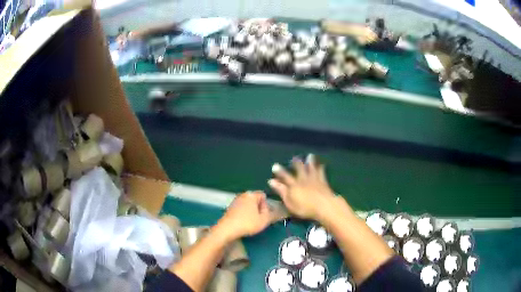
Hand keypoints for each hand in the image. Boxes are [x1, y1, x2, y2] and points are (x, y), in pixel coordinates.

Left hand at [216, 191, 279, 241]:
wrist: (227, 229)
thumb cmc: (247, 223)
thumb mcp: (264, 220)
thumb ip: (273, 215)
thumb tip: (281, 211)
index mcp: (251, 194)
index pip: (263, 196)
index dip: (266, 206)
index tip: (264, 215)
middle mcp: (242, 195)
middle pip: (255, 200)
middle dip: (259, 209)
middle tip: (259, 220)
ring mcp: (235, 201)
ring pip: (248, 205)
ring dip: (251, 212)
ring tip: (251, 223)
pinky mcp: (229, 208)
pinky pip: (241, 209)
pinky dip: (244, 214)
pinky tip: (243, 223)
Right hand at [268, 154, 336, 219]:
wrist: (324, 205)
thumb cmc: (305, 207)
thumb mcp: (289, 202)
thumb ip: (281, 191)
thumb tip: (271, 181)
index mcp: (294, 185)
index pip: (285, 176)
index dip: (280, 171)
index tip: (275, 166)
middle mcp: (303, 179)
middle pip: (299, 169)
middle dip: (296, 163)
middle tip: (295, 157)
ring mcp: (314, 179)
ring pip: (311, 168)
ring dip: (310, 162)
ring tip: (309, 156)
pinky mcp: (323, 182)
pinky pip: (321, 172)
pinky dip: (321, 168)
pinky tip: (322, 164)